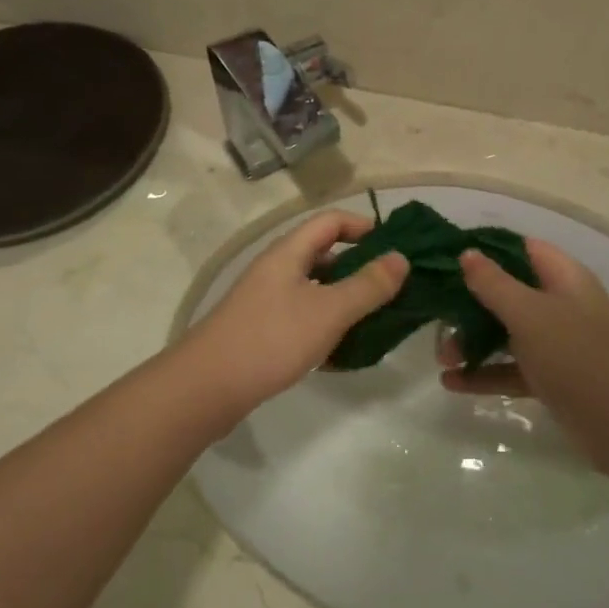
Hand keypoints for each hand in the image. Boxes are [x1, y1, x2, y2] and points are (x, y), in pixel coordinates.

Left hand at [181, 212, 407, 415]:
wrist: (207, 387)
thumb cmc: (271, 339)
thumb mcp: (328, 311)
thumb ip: (367, 285)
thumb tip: (400, 258)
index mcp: (288, 252)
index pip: (330, 221)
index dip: (364, 226)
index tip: (394, 249)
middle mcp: (276, 269)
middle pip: (323, 254)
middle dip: (360, 267)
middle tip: (393, 289)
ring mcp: (266, 300)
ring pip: (315, 289)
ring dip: (345, 299)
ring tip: (377, 320)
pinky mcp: (262, 330)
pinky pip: (303, 317)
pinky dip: (326, 325)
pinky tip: (345, 351)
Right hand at [437, 239, 608, 428]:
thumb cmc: (576, 356)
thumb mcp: (530, 314)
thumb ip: (495, 283)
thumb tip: (468, 252)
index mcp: (564, 278)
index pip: (522, 249)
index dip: (486, 249)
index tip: (447, 257)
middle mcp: (561, 305)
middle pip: (508, 292)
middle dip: (470, 302)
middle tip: (435, 313)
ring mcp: (557, 343)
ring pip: (506, 332)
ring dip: (472, 341)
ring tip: (440, 357)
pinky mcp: (551, 378)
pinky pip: (511, 368)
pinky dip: (484, 373)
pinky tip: (451, 382)